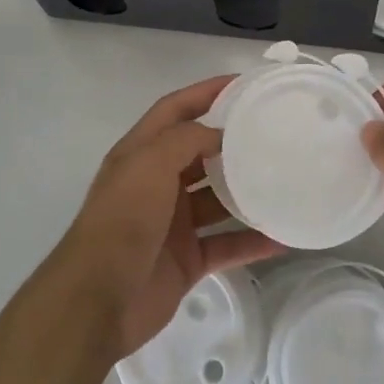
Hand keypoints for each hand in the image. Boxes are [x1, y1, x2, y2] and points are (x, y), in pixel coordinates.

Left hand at [57, 75, 283, 356]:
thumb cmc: (122, 220)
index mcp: (141, 154)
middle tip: (274, 132)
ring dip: (246, 191)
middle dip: (232, 141)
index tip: (243, 83)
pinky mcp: (187, 260)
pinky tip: (282, 236)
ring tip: (285, 179)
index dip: (205, 92)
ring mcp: (173, 223)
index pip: (175, 109)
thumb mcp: (150, 164)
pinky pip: (226, 244)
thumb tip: (222, 134)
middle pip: (199, 153)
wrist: (98, 300)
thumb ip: (187, 139)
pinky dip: (251, 241)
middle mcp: (157, 183)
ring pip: (217, 200)